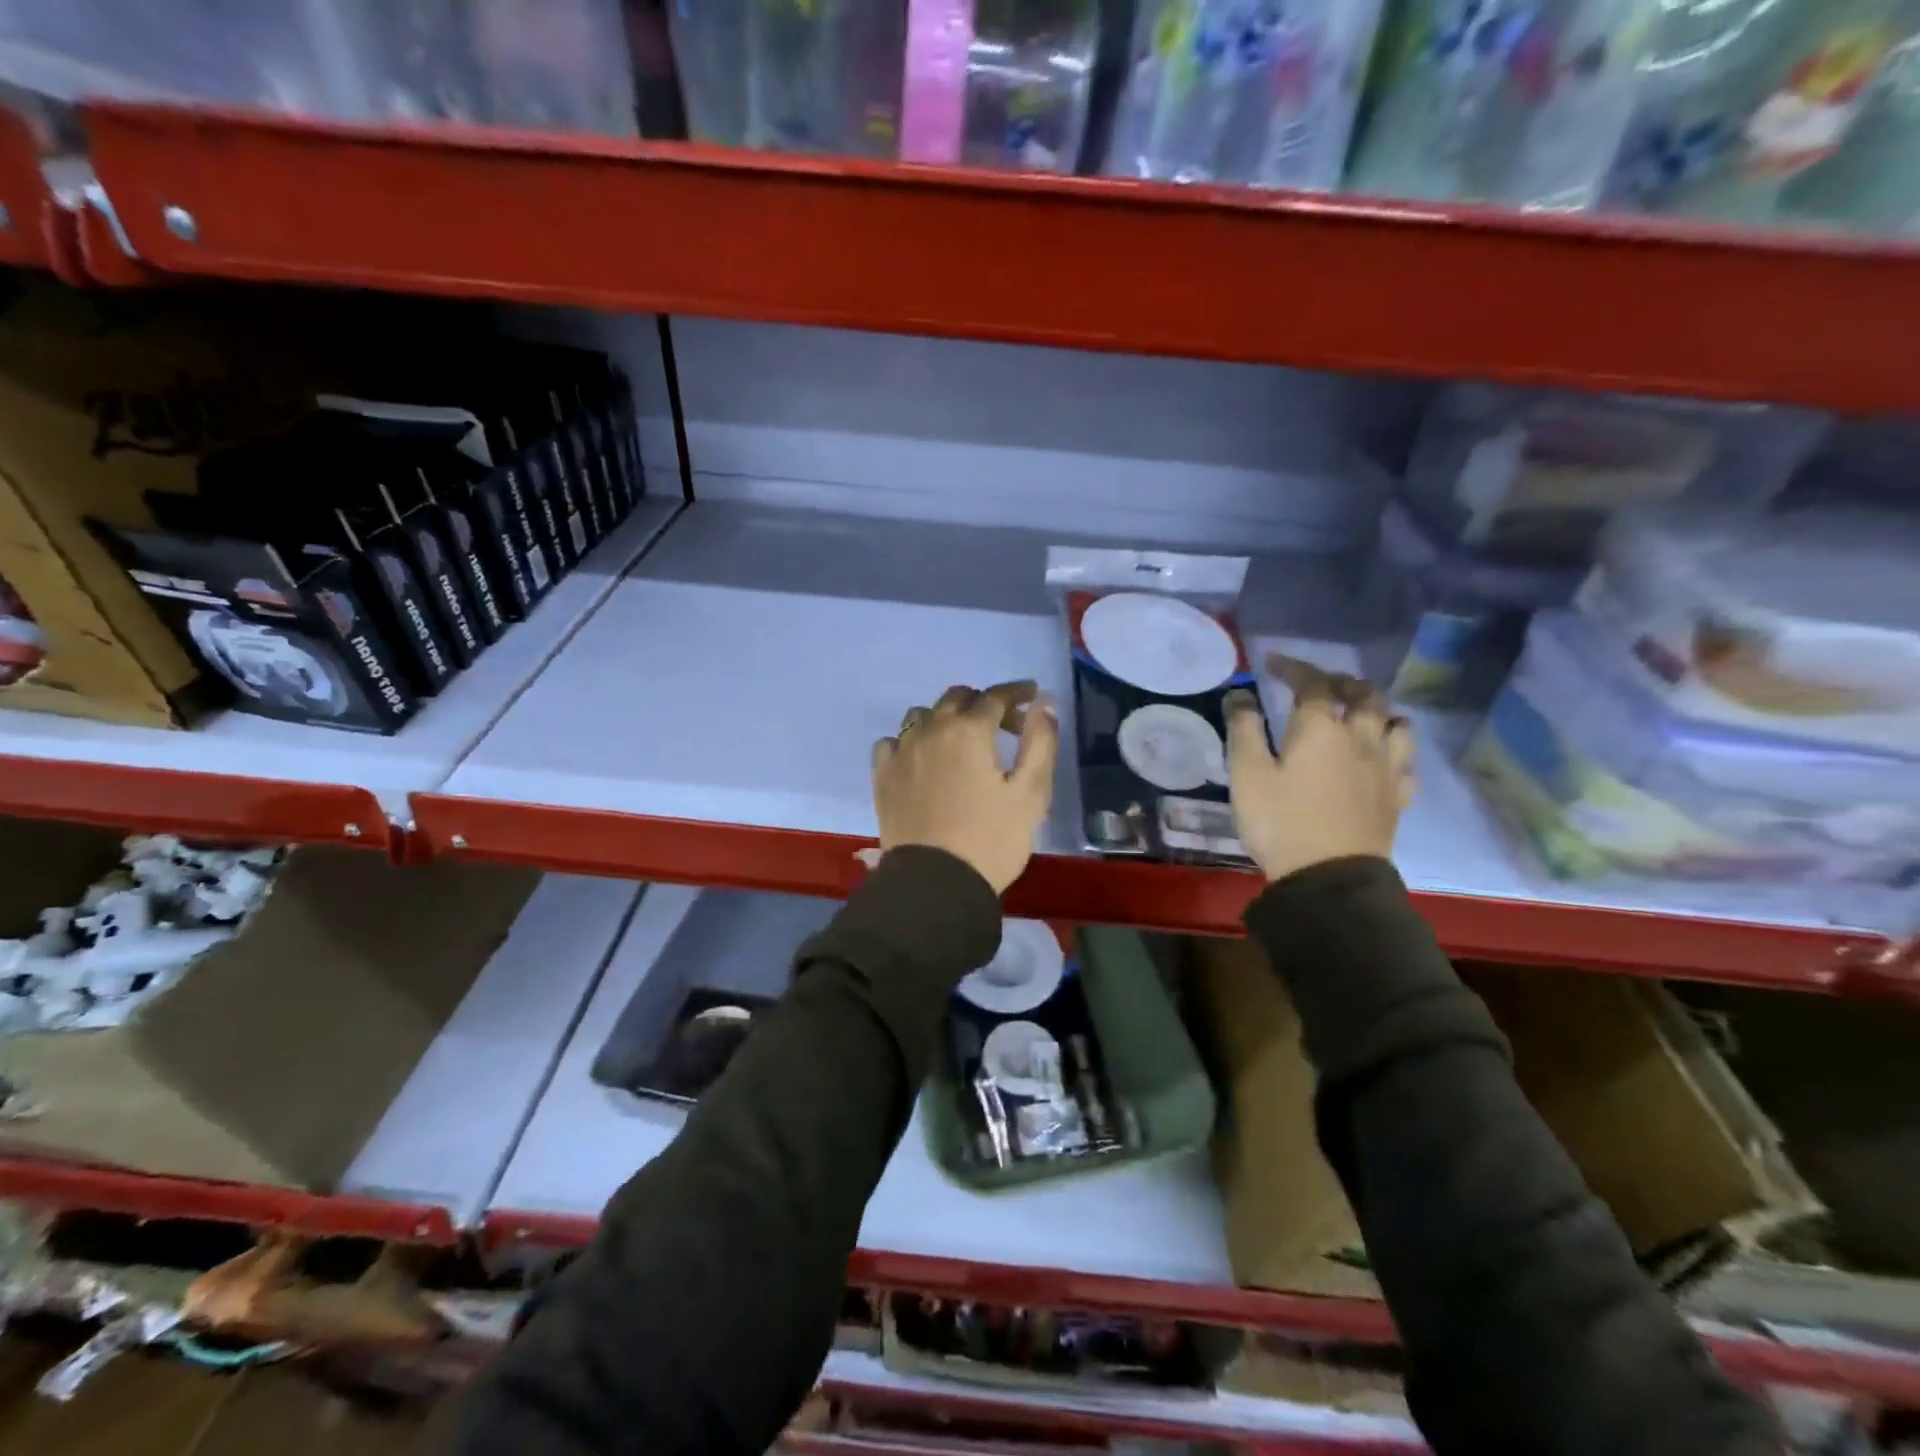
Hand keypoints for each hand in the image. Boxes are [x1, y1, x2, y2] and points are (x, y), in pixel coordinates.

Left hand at [871, 682, 1059, 893]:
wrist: (936, 884)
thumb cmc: (991, 840)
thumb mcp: (1030, 794)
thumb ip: (1040, 743)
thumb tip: (1043, 704)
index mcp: (968, 731)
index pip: (995, 697)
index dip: (1017, 693)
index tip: (1033, 696)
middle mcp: (930, 730)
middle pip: (957, 698)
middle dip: (984, 704)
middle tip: (1005, 726)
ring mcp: (901, 751)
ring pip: (922, 715)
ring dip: (945, 718)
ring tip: (961, 742)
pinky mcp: (882, 775)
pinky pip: (893, 742)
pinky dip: (911, 741)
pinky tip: (921, 759)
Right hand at [1225, 654, 1415, 883]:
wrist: (1328, 878)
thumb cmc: (1280, 822)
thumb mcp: (1247, 773)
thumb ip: (1244, 728)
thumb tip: (1240, 694)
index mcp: (1322, 728)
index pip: (1313, 682)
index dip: (1293, 667)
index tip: (1272, 664)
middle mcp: (1361, 738)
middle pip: (1364, 695)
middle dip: (1341, 682)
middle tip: (1319, 685)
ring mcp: (1386, 768)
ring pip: (1396, 723)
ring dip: (1377, 711)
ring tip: (1359, 716)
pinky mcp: (1397, 797)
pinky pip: (1405, 762)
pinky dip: (1392, 750)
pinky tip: (1380, 759)